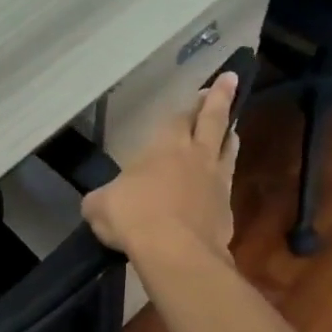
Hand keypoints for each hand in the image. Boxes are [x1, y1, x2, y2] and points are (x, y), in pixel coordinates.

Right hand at [82, 71, 238, 260]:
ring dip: (229, 137)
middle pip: (213, 121)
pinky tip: (221, 186)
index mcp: (165, 146)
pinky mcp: (226, 211)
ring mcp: (216, 182)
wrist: (175, 251)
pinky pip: (227, 187)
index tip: (201, 91)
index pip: (179, 117)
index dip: (189, 104)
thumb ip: (101, 198)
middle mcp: (196, 156)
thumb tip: (98, 202)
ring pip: (228, 150)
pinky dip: (224, 181)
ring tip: (232, 130)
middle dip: (220, 99)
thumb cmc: (134, 217)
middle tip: (230, 80)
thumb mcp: (100, 206)